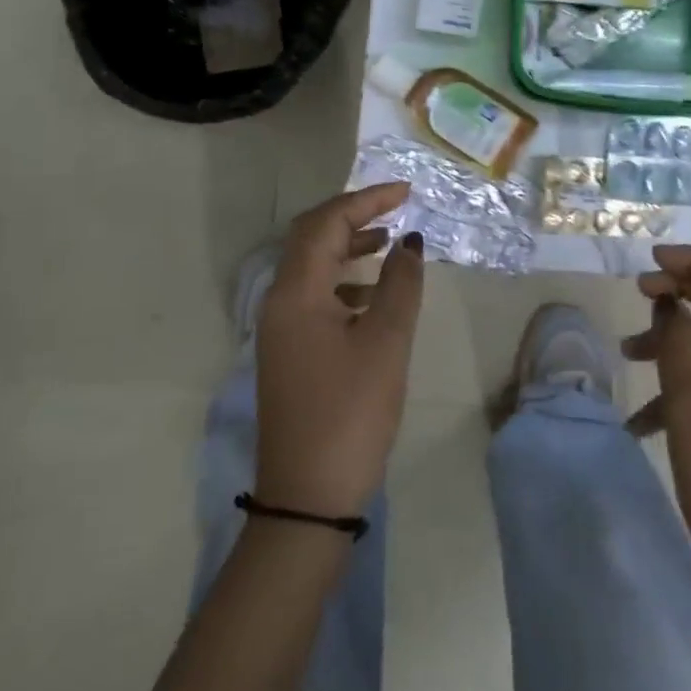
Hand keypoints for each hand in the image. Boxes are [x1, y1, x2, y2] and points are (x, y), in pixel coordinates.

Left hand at [254, 182, 423, 518]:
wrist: (308, 497)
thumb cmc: (351, 412)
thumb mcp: (387, 342)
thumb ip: (401, 284)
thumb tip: (409, 243)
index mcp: (297, 293)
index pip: (327, 223)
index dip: (367, 200)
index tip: (406, 193)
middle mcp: (280, 302)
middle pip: (312, 238)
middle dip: (353, 216)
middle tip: (395, 208)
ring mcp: (281, 329)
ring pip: (312, 267)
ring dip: (348, 247)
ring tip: (389, 244)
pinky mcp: (290, 351)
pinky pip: (315, 296)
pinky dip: (344, 281)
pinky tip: (374, 296)